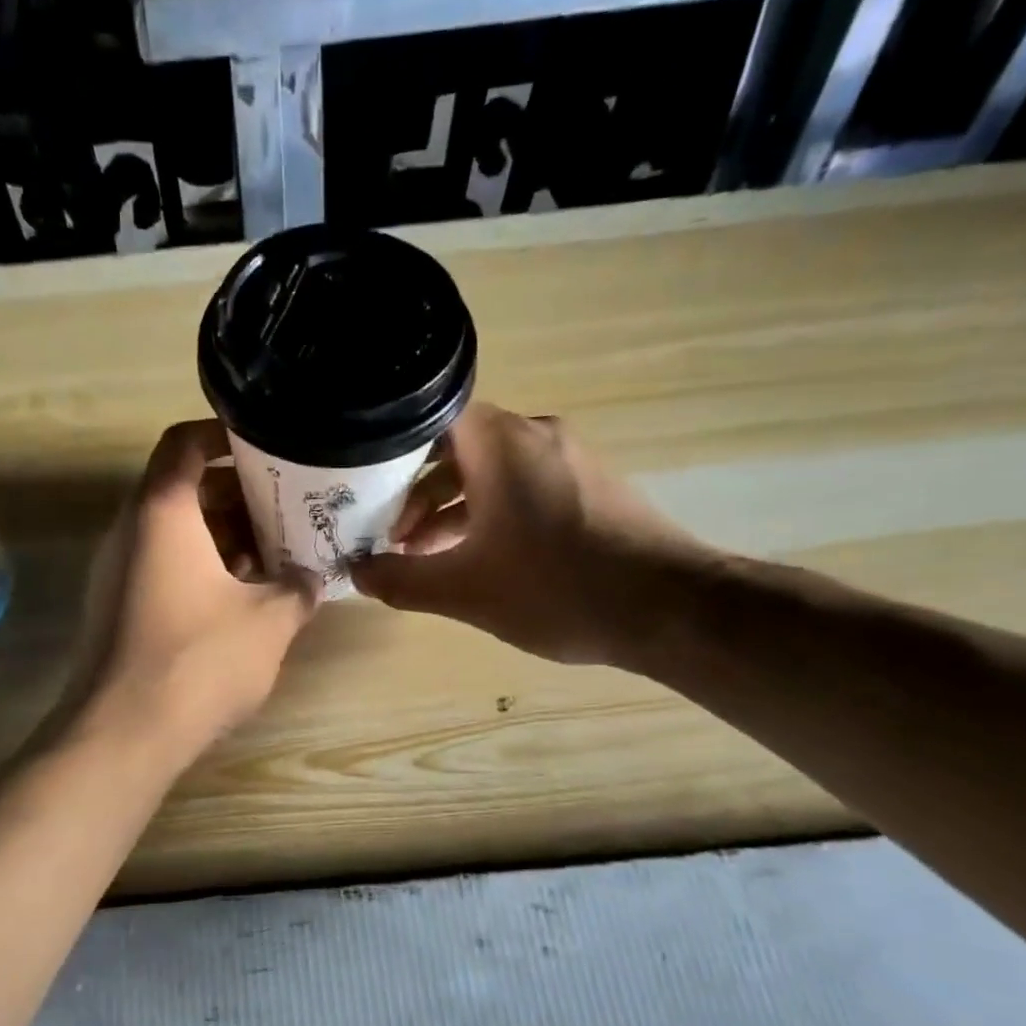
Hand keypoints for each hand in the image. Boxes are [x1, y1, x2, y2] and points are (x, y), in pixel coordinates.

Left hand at [64, 420, 319, 761]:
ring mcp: (117, 572)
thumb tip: (311, 578)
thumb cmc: (198, 660)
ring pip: (173, 534)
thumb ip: (297, 588)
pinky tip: (242, 597)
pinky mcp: (117, 609)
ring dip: (222, 536)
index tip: (264, 445)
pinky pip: (162, 568)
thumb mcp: (269, 620)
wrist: (123, 734)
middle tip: (285, 506)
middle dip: (235, 494)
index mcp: (161, 512)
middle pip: (181, 489)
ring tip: (273, 554)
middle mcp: (130, 531)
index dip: (223, 434)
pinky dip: (201, 568)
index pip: (183, 443)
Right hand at [351, 403, 715, 665]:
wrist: (670, 610)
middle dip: (416, 492)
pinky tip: (477, 558)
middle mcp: (535, 435)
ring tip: (424, 555)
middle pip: (457, 447)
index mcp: (501, 443)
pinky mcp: (590, 486)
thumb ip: (402, 581)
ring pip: (490, 470)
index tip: (362, 486)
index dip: (389, 448)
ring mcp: (568, 459)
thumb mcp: (464, 592)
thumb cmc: (556, 588)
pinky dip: (490, 513)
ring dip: (452, 508)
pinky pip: (523, 486)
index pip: (429, 416)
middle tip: (389, 534)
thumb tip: (356, 574)